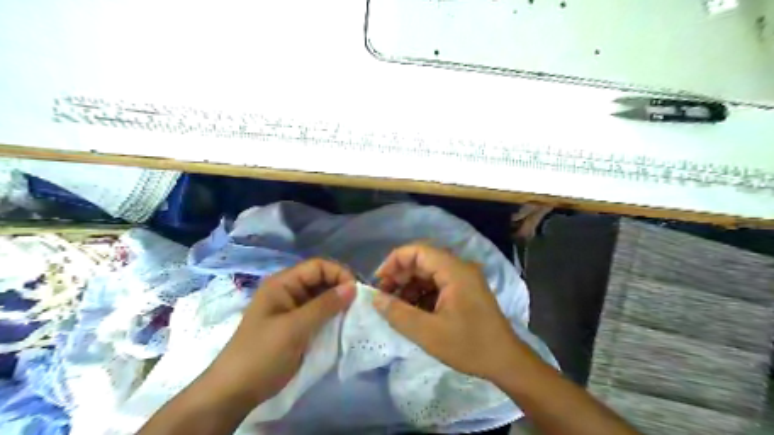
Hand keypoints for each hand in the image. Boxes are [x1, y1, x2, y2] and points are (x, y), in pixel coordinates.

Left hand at [200, 258, 353, 403]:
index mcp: (283, 283)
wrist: (235, 391)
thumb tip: (353, 287)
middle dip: (341, 288)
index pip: (317, 266)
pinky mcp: (297, 326)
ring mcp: (292, 309)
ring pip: (322, 297)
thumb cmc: (262, 353)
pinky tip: (343, 324)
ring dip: (338, 303)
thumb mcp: (295, 328)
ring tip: (355, 314)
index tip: (356, 291)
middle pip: (321, 279)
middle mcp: (289, 291)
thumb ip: (325, 305)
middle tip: (359, 304)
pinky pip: (319, 314)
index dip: (338, 274)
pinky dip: (332, 316)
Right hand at [375, 242, 532, 381]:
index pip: (418, 251)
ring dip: (409, 286)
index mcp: (454, 271)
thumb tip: (375, 298)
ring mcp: (464, 279)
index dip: (394, 262)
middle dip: (400, 276)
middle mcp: (459, 268)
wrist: (506, 362)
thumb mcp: (428, 333)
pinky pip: (437, 284)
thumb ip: (398, 313)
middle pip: (422, 260)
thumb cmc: (469, 346)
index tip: (379, 281)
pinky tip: (413, 311)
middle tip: (384, 296)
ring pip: (428, 273)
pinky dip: (422, 294)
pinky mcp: (465, 291)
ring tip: (395, 306)